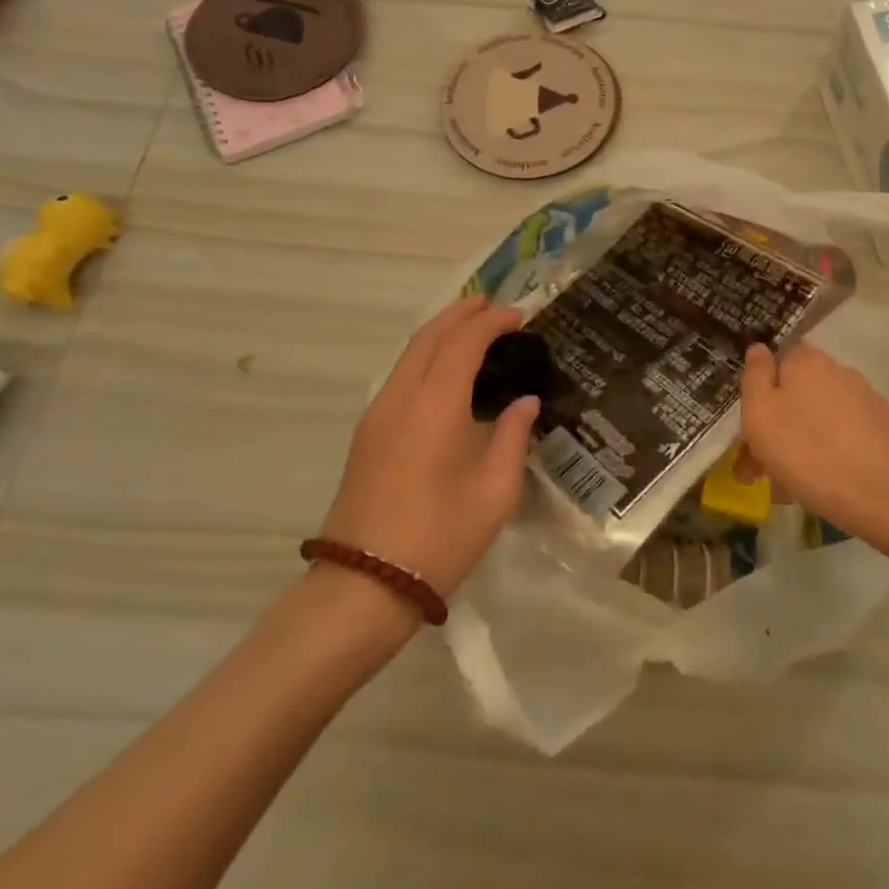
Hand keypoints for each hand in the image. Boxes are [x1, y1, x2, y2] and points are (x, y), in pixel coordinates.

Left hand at [320, 296, 538, 597]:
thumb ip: (512, 436)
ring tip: (470, 328)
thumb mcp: (495, 491)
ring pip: (410, 355)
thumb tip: (524, 403)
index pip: (463, 342)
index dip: (492, 321)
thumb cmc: (441, 536)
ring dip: (440, 333)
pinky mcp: (367, 435)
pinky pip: (400, 376)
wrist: (365, 585)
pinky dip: (425, 357)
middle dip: (460, 313)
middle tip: (492, 303)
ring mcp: (377, 415)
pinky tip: (445, 372)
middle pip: (429, 337)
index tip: (520, 314)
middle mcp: (401, 398)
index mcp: (435, 405)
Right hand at [739, 344, 888, 570]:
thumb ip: (754, 377)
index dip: (757, 396)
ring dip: (800, 442)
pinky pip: (844, 435)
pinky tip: (824, 483)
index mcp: (806, 360)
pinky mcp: (886, 428)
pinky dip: (829, 452)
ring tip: (791, 485)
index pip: (773, 364)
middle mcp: (838, 371)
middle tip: (761, 470)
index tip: (747, 434)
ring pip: (818, 417)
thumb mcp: (761, 415)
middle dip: (776, 426)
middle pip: (796, 393)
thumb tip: (758, 349)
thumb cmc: (810, 453)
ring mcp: (866, 399)